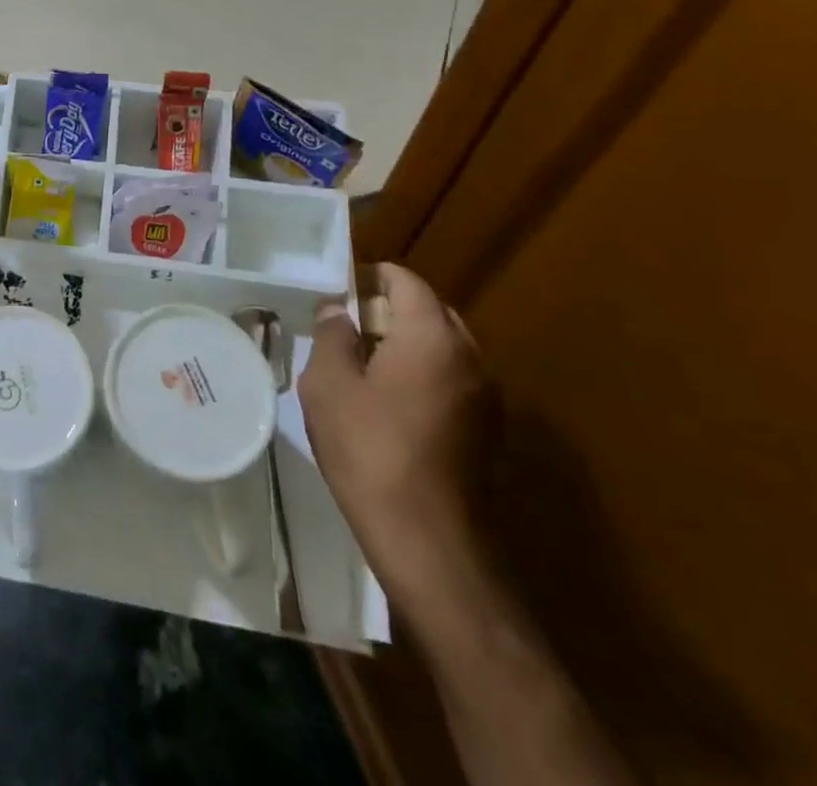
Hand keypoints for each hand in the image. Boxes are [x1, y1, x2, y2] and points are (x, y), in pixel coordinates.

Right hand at [300, 263, 494, 607]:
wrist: (429, 541)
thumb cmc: (369, 448)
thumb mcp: (329, 383)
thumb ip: (333, 335)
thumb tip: (340, 310)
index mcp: (433, 337)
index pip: (407, 281)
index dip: (371, 276)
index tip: (339, 289)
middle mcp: (471, 358)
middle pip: (431, 312)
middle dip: (390, 310)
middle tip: (346, 327)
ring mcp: (487, 398)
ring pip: (444, 348)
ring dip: (407, 344)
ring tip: (362, 364)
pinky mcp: (488, 432)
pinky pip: (452, 380)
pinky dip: (423, 375)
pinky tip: (389, 402)